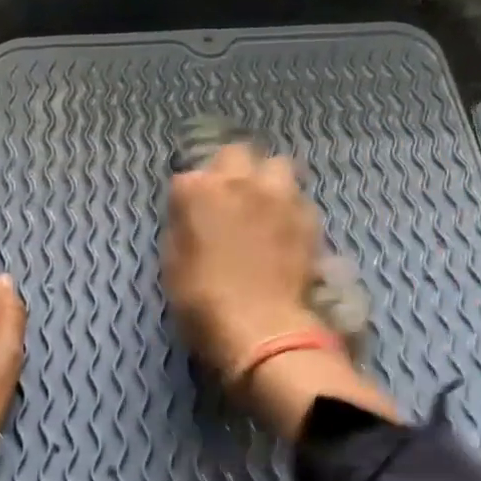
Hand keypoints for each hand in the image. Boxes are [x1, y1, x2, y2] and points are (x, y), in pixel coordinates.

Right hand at [164, 143, 326, 378]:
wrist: (261, 327)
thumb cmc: (203, 300)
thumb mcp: (173, 263)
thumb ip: (182, 227)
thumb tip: (191, 215)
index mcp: (198, 190)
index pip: (186, 177)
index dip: (188, 197)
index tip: (189, 215)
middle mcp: (239, 181)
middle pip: (235, 153)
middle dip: (229, 169)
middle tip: (228, 197)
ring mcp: (278, 195)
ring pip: (276, 164)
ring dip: (266, 179)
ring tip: (263, 203)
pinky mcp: (307, 215)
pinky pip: (298, 196)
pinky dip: (289, 206)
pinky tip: (285, 227)